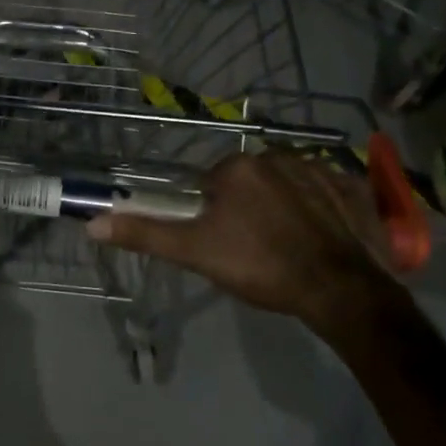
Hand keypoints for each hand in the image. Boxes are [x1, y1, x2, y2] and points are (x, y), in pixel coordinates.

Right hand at [88, 151, 401, 333]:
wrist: (339, 289)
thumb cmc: (259, 266)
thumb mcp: (194, 252)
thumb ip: (145, 234)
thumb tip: (92, 223)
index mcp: (237, 168)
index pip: (212, 185)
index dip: (214, 216)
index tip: (225, 243)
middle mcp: (277, 156)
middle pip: (250, 181)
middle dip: (248, 207)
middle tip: (255, 248)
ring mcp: (320, 168)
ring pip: (287, 184)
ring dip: (284, 205)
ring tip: (290, 245)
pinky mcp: (353, 186)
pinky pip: (327, 189)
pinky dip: (322, 206)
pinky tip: (322, 235)